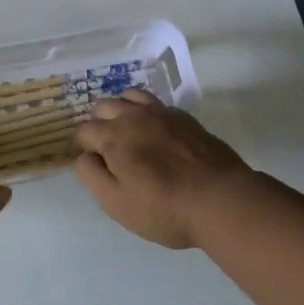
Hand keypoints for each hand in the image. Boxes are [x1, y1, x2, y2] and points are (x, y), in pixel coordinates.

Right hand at [73, 90, 252, 248]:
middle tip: (108, 148)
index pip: (85, 131)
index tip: (89, 161)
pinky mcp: (185, 118)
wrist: (221, 200)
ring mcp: (161, 113)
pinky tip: (156, 131)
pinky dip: (147, 112)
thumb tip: (83, 156)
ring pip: (130, 97)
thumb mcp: (116, 203)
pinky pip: (157, 104)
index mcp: (112, 136)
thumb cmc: (163, 208)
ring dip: (122, 110)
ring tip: (129, 131)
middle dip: (99, 123)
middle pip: (104, 107)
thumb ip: (91, 175)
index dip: (82, 145)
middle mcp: (133, 116)